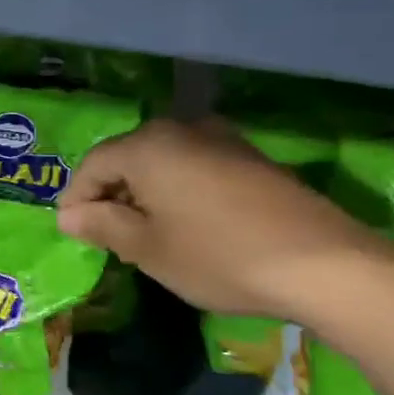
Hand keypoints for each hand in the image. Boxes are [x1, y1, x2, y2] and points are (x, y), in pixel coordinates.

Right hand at [55, 118, 393, 322]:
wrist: (325, 265)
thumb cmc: (219, 256)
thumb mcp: (149, 249)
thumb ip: (102, 225)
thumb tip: (68, 215)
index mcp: (147, 146)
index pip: (93, 165)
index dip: (76, 198)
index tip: (72, 231)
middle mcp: (181, 129)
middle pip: (127, 157)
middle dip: (111, 194)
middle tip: (105, 233)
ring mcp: (221, 139)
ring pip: (162, 161)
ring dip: (145, 192)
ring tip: (144, 232)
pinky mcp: (251, 158)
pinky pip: (194, 166)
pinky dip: (178, 190)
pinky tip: (187, 223)